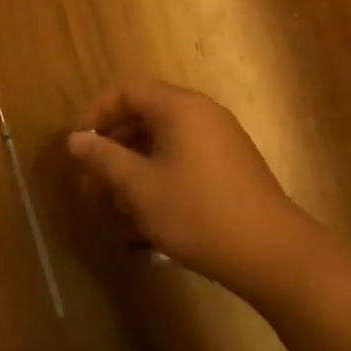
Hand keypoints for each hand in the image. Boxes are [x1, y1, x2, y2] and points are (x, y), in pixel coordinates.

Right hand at [67, 79, 320, 295]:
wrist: (275, 257)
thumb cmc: (197, 212)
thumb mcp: (139, 186)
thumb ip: (103, 158)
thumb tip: (74, 139)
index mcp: (179, 107)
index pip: (124, 93)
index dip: (94, 115)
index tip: (77, 147)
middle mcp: (201, 114)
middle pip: (142, 117)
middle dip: (111, 148)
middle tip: (90, 181)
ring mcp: (220, 141)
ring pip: (161, 143)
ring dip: (131, 168)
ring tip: (112, 205)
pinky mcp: (231, 168)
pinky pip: (182, 159)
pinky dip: (157, 177)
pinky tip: (146, 215)